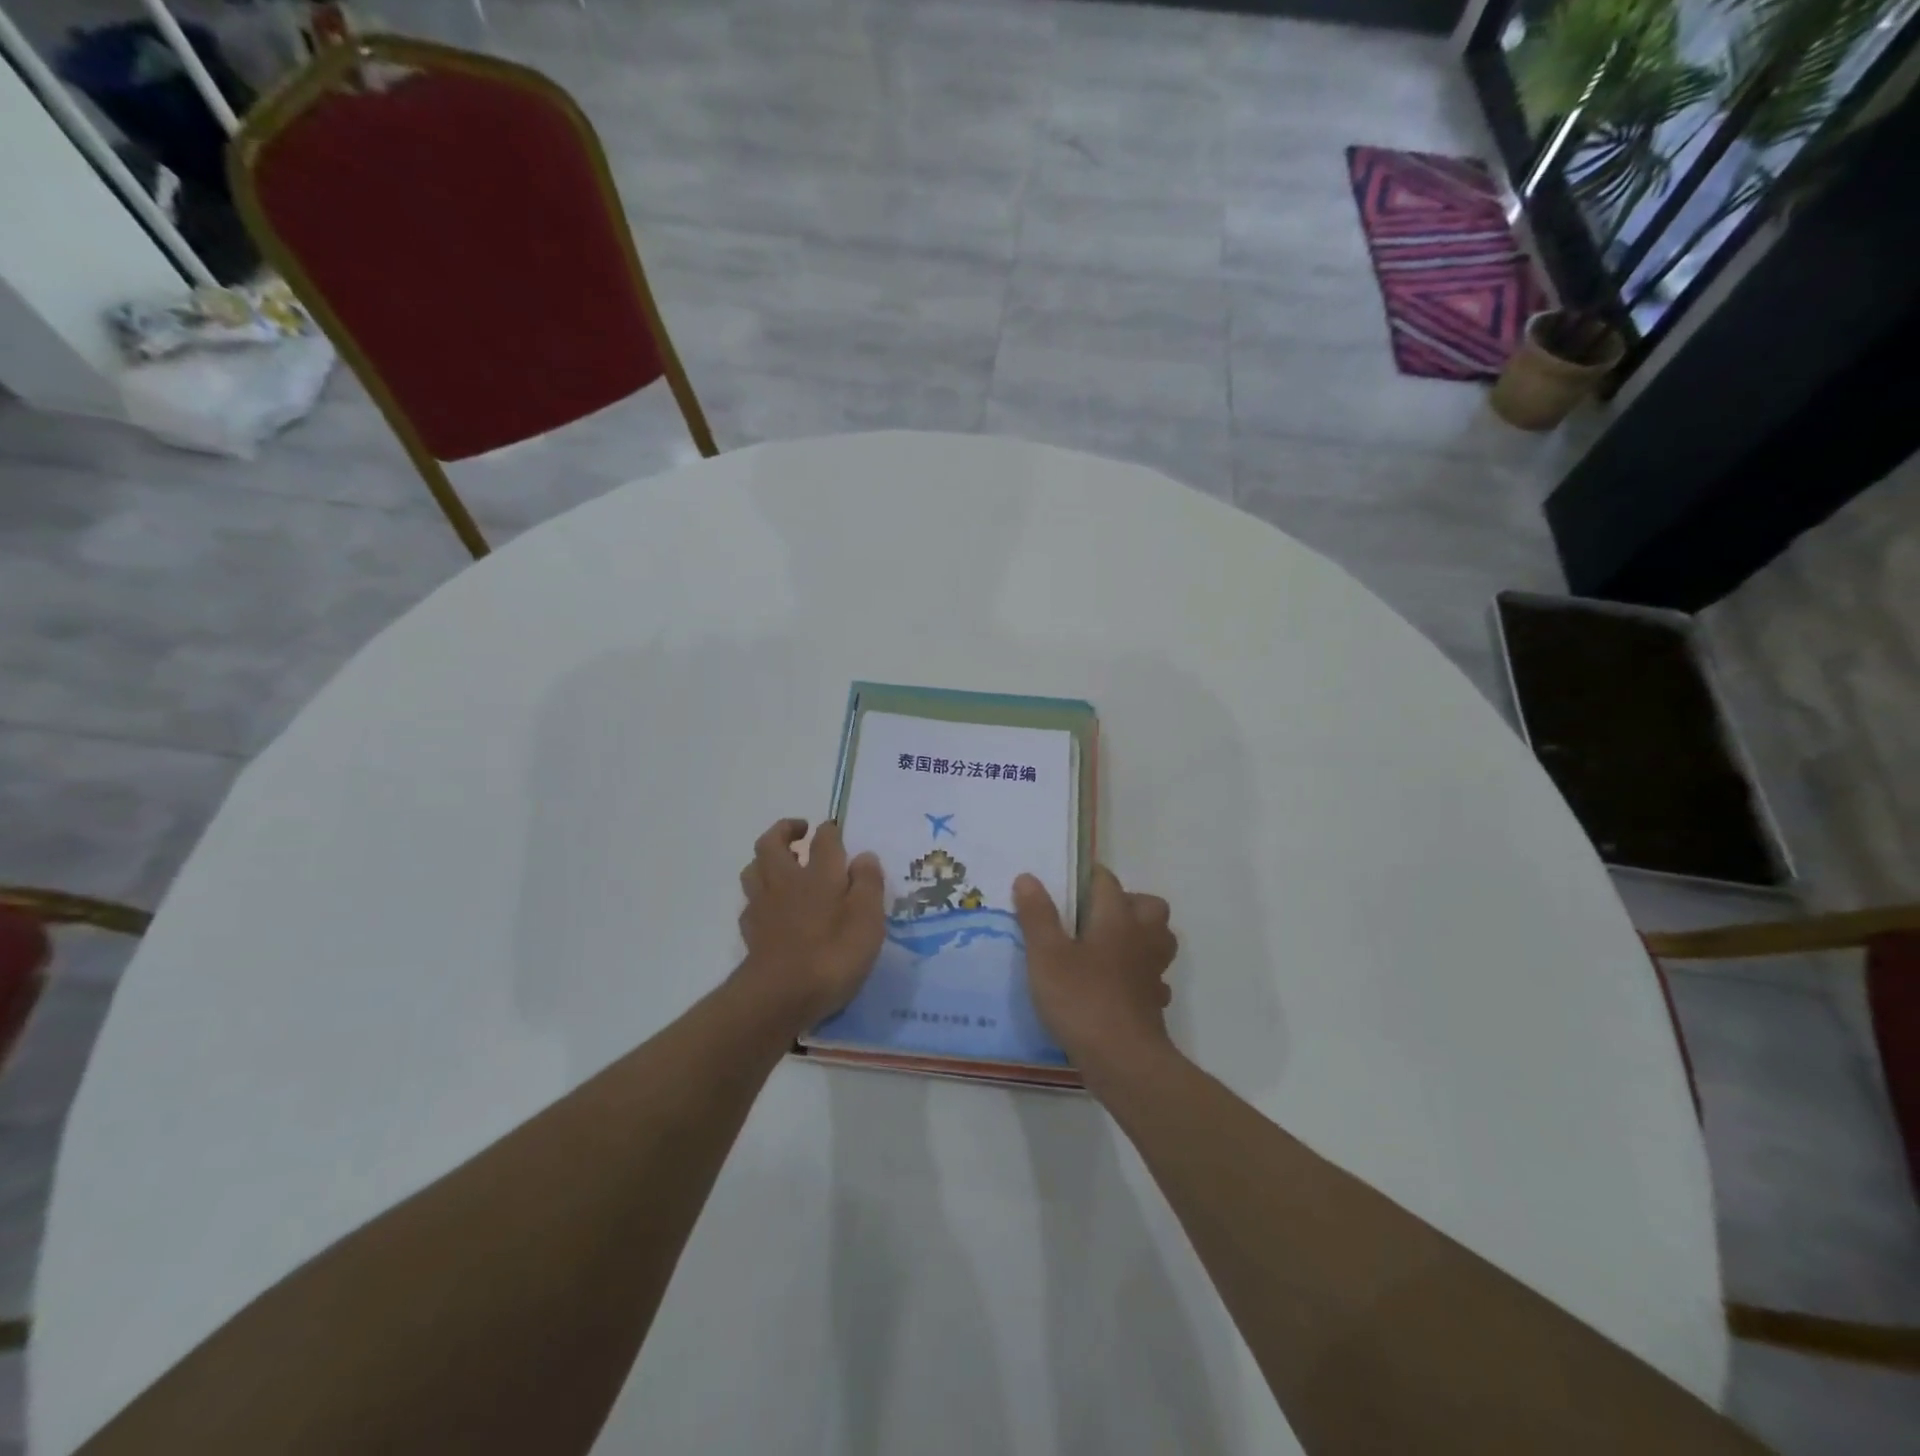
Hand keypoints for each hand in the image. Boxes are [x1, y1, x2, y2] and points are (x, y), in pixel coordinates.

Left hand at [735, 818, 884, 1029]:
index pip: (824, 839)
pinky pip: (751, 902)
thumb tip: (864, 856)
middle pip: (772, 843)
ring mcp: (763, 906)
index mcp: (819, 874)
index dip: (831, 830)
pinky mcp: (751, 931)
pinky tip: (772, 906)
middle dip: (784, 830)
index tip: (837, 830)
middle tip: (800, 831)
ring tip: (782, 863)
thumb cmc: (833, 954)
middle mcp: (786, 881)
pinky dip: (760, 895)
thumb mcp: (867, 919)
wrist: (780, 996)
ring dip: (766, 858)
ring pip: (754, 868)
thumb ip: (868, 884)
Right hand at [1014, 866, 1178, 1082]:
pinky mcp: (1154, 1001)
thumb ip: (1037, 915)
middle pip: (1148, 905)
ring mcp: (1153, 971)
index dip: (1086, 877)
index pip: (1107, 881)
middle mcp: (1142, 937)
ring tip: (1107, 945)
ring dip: (1140, 936)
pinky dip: (1140, 975)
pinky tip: (1117, 985)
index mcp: (1117, 918)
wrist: (1123, 1061)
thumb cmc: (1082, 999)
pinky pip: (1153, 977)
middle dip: (1126, 902)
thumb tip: (1028, 877)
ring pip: (1158, 939)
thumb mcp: (1046, 955)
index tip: (1065, 884)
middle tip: (1093, 915)